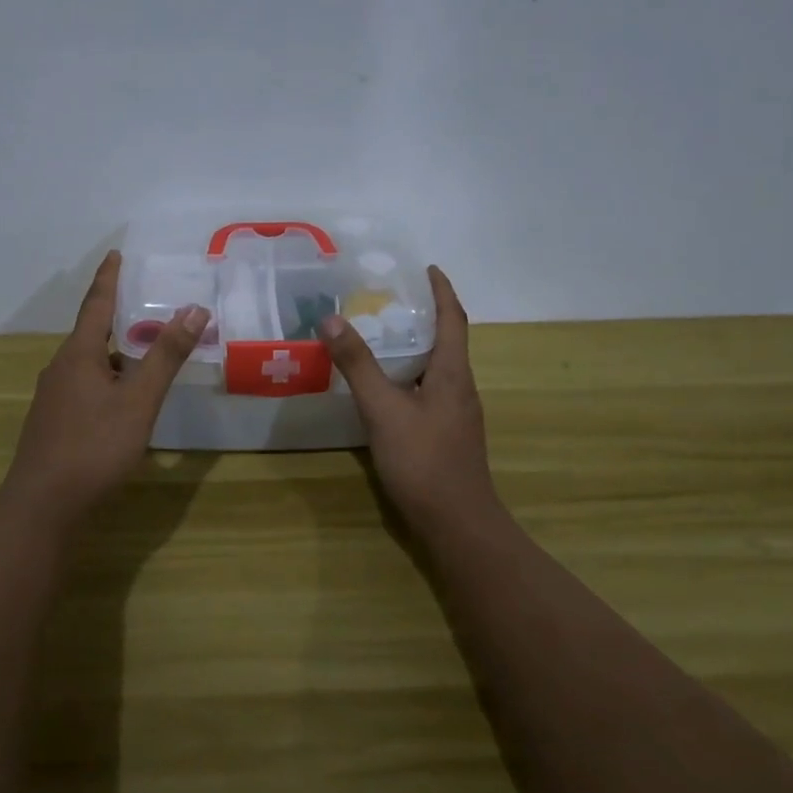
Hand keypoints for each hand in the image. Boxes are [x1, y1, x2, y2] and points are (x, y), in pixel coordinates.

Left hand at [1, 250, 208, 522]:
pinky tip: (125, 398)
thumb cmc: (94, 446)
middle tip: (148, 305)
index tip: (116, 254)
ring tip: (147, 352)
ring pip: (89, 362)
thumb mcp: (139, 400)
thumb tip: (194, 309)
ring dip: (116, 352)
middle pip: (92, 332)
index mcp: (79, 354)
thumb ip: (166, 356)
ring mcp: (53, 396)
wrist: (42, 505)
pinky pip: (85, 384)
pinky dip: (109, 378)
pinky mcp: (54, 421)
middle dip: (119, 317)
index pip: (97, 303)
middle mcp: (61, 368)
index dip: (109, 278)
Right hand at [319, 266, 498, 531]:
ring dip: (415, 348)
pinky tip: (383, 389)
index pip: (453, 320)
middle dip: (424, 316)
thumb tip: (332, 319)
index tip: (429, 268)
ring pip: (436, 369)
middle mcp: (460, 388)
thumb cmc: (424, 461)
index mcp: (453, 374)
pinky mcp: (446, 435)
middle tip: (390, 300)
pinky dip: (408, 377)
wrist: (457, 524)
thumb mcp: (383, 409)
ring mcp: (455, 415)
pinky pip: (427, 391)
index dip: (442, 291)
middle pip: (447, 342)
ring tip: (381, 337)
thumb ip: (358, 365)